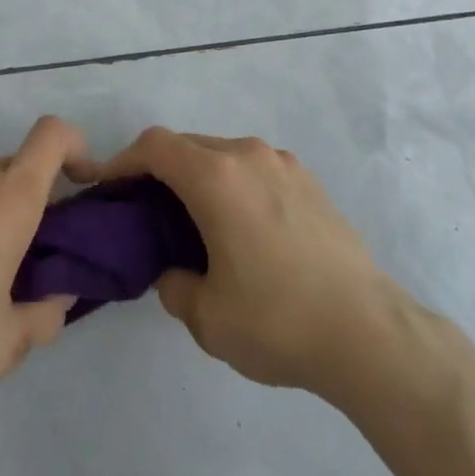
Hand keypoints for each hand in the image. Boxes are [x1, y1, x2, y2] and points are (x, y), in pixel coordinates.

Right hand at [75, 127, 397, 396]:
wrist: (366, 330)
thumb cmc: (278, 320)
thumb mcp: (208, 318)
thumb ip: (174, 286)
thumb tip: (173, 271)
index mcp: (216, 177)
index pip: (155, 146)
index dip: (123, 160)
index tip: (108, 187)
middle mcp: (247, 155)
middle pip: (188, 145)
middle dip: (160, 170)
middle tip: (147, 212)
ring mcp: (282, 162)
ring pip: (223, 154)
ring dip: (200, 176)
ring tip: (196, 222)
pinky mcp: (308, 179)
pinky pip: (254, 167)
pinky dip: (234, 183)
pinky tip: (243, 228)